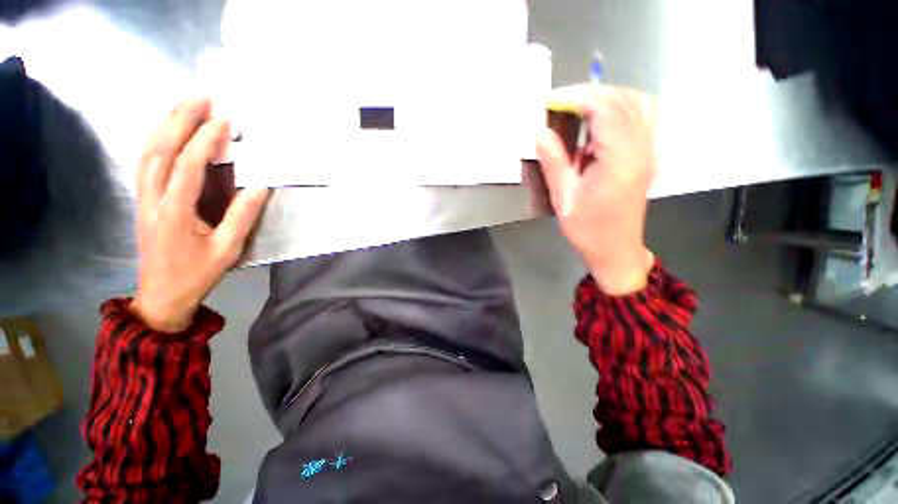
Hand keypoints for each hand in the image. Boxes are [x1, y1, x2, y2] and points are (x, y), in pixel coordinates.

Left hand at [130, 98, 269, 331]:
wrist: (162, 295)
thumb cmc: (197, 273)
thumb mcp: (227, 249)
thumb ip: (242, 216)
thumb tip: (259, 187)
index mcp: (175, 212)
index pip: (188, 165)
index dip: (205, 140)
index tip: (223, 120)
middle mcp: (153, 198)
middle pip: (161, 149)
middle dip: (180, 120)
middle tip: (202, 98)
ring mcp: (144, 198)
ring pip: (148, 152)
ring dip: (165, 125)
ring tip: (185, 106)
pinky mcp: (143, 200)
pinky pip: (146, 163)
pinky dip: (156, 141)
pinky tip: (167, 132)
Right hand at [537, 85, 656, 294]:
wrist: (615, 249)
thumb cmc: (588, 229)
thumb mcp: (564, 198)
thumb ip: (553, 161)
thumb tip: (541, 132)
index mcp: (620, 159)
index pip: (605, 109)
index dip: (578, 97)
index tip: (552, 100)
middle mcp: (642, 149)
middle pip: (625, 100)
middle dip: (592, 94)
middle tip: (562, 103)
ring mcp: (649, 151)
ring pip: (638, 104)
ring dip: (609, 98)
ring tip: (579, 109)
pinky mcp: (647, 156)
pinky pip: (641, 118)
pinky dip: (620, 110)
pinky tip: (598, 124)